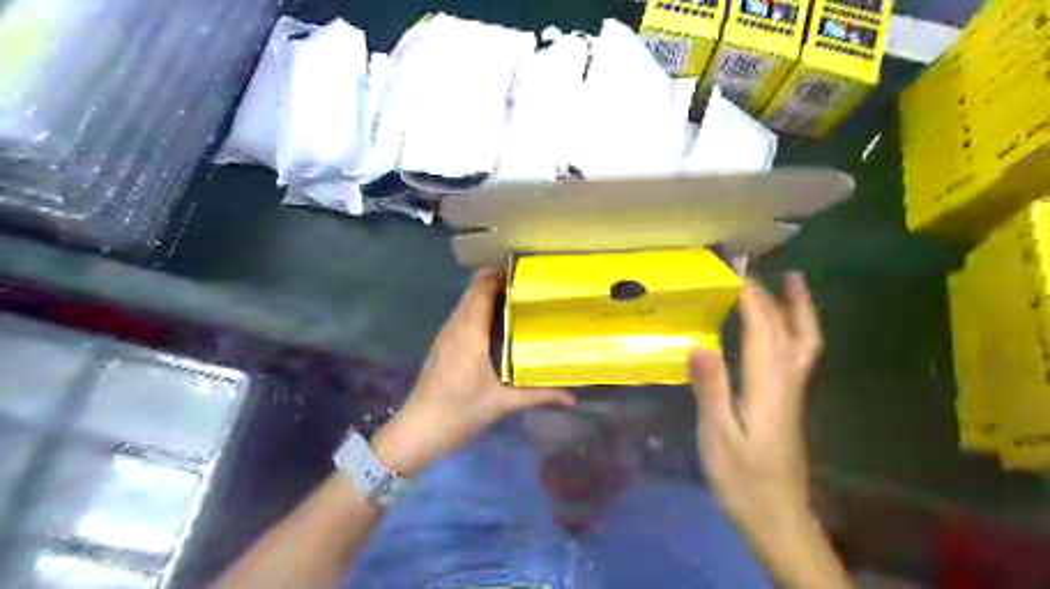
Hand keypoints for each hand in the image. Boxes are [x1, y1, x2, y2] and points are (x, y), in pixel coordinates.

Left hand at [374, 269, 577, 476]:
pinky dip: (475, 310)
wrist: (418, 430)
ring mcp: (444, 336)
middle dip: (494, 282)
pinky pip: (460, 317)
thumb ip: (539, 396)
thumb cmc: (460, 411)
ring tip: (514, 301)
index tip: (523, 273)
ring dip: (484, 295)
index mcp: (470, 333)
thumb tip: (572, 397)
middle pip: (472, 292)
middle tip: (525, 286)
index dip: (498, 276)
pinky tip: (493, 326)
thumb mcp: (503, 404)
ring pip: (464, 304)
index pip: (481, 290)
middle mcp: (455, 327)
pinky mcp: (441, 346)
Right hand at [691, 273, 827, 550]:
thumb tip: (700, 344)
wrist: (779, 520)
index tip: (738, 274)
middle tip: (774, 270)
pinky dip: (796, 333)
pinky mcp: (790, 406)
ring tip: (795, 286)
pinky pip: (799, 357)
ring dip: (800, 312)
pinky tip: (782, 332)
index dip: (754, 301)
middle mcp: (788, 385)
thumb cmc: (742, 481)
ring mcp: (794, 396)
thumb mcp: (717, 438)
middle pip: (795, 333)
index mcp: (768, 390)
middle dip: (783, 298)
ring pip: (806, 345)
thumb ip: (711, 390)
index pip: (765, 333)